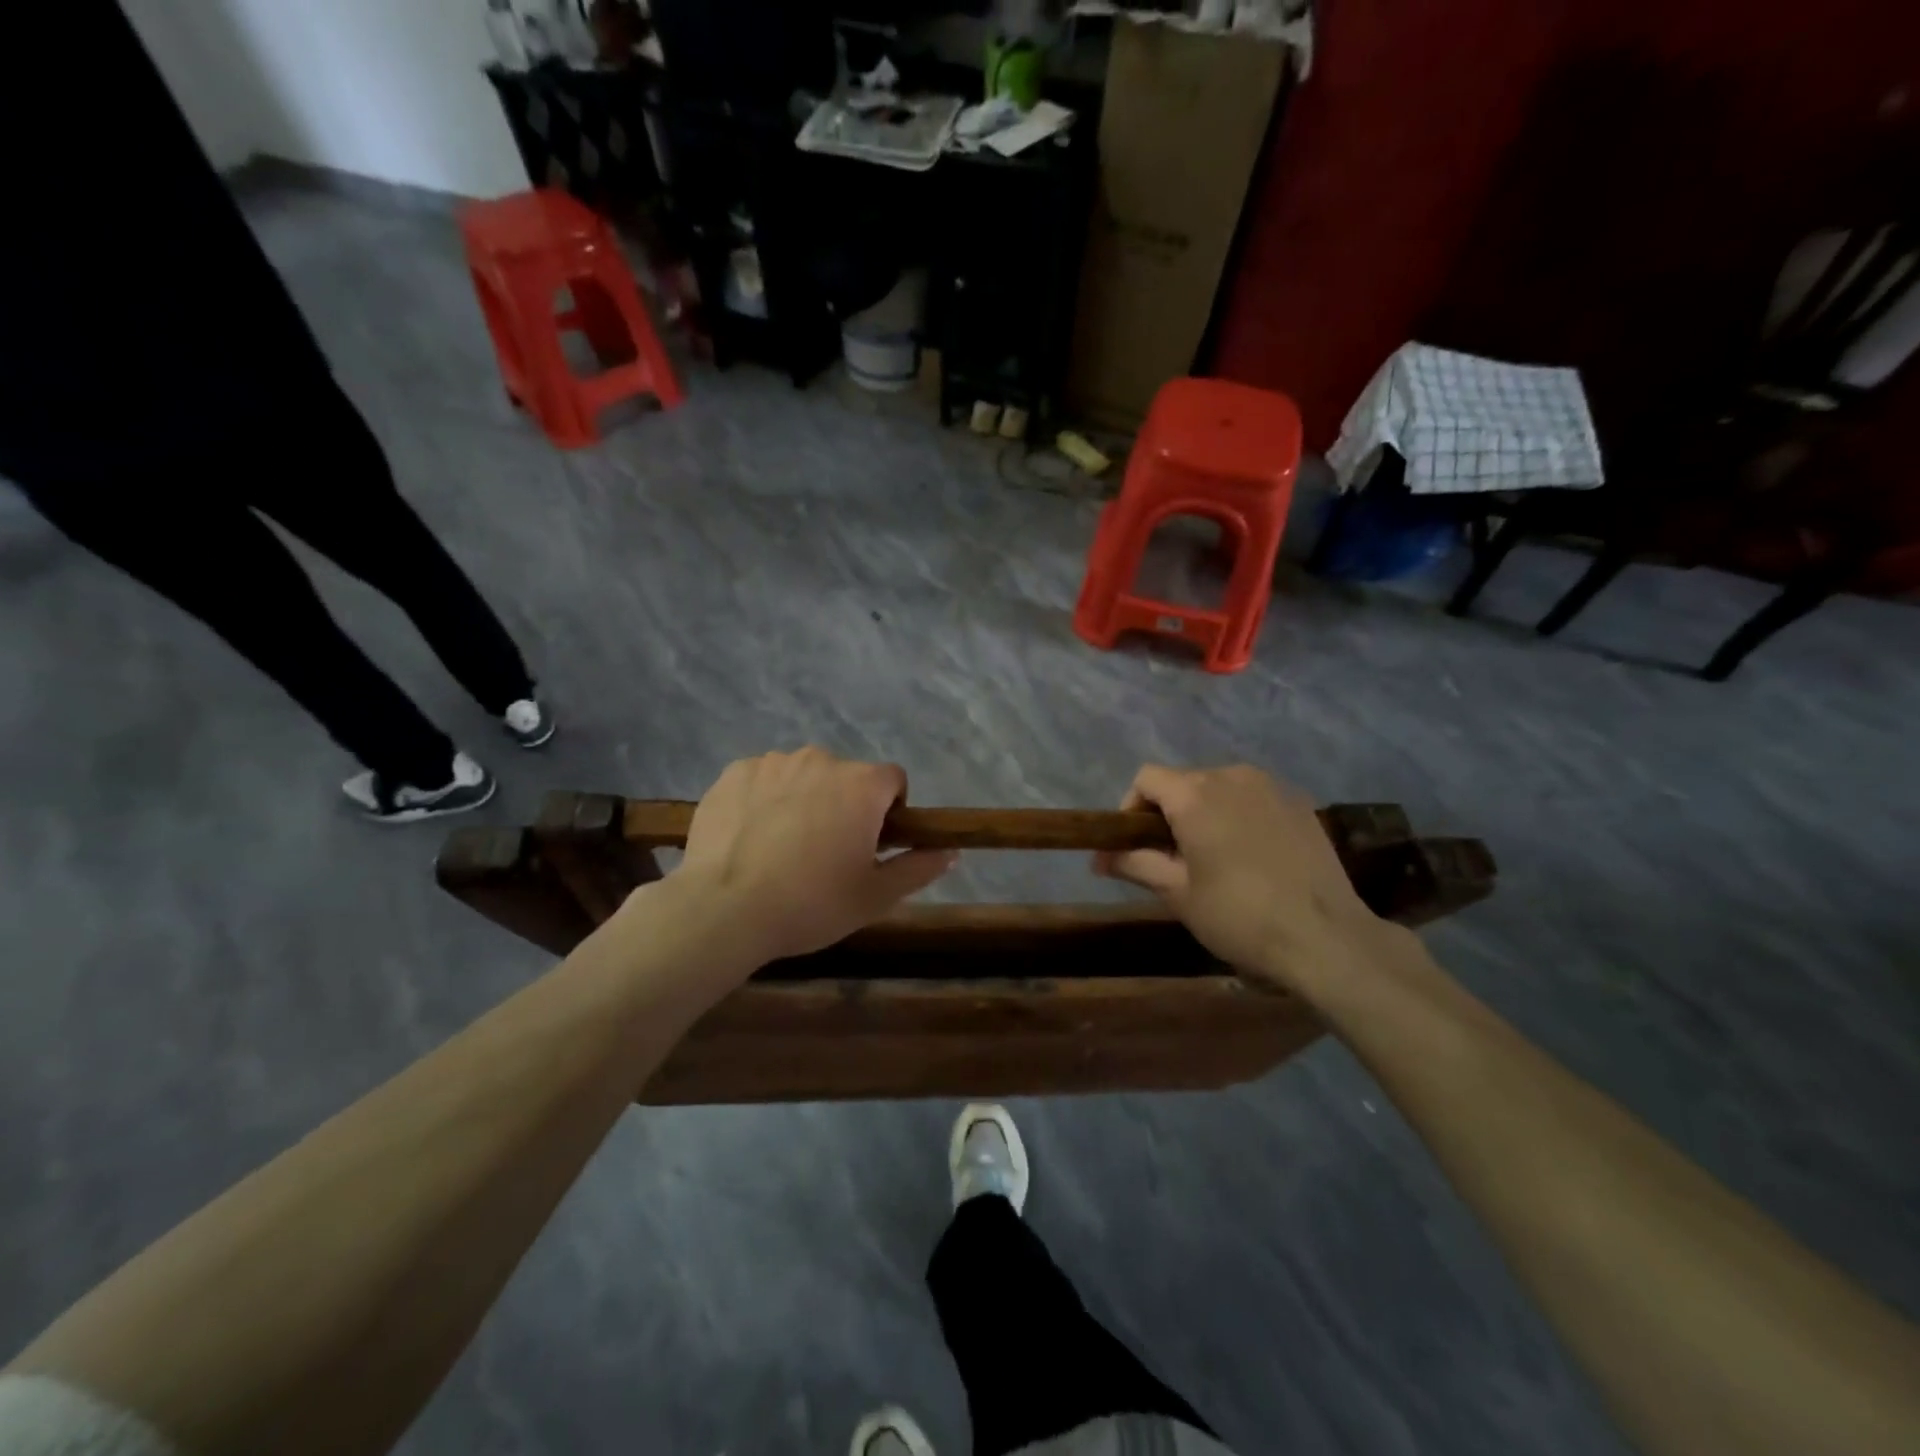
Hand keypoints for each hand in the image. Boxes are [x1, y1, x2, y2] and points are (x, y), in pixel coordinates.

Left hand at [664, 747, 955, 967]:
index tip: (871, 846)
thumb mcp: (875, 896)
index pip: (893, 780)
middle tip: (825, 854)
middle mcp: (821, 759)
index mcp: (861, 784)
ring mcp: (773, 762)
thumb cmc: (811, 904)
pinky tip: (751, 837)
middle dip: (844, 806)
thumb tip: (951, 852)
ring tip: (782, 848)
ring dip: (804, 799)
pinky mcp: (733, 772)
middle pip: (846, 777)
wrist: (724, 910)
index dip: (890, 811)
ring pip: (803, 776)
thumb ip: (918, 868)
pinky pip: (763, 779)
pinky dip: (764, 799)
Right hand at [1094, 764, 1410, 998]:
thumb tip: (1099, 858)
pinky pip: (1253, 798)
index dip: (1130, 808)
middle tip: (1171, 860)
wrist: (1327, 938)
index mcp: (1196, 794)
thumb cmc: (1240, 917)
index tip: (1133, 846)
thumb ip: (1135, 864)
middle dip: (1168, 814)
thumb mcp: (1178, 894)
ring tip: (1212, 858)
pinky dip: (1238, 817)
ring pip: (1219, 788)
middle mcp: (1232, 776)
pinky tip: (1250, 856)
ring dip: (1204, 814)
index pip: (1147, 779)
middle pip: (1183, 781)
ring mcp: (1271, 786)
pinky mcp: (1300, 802)